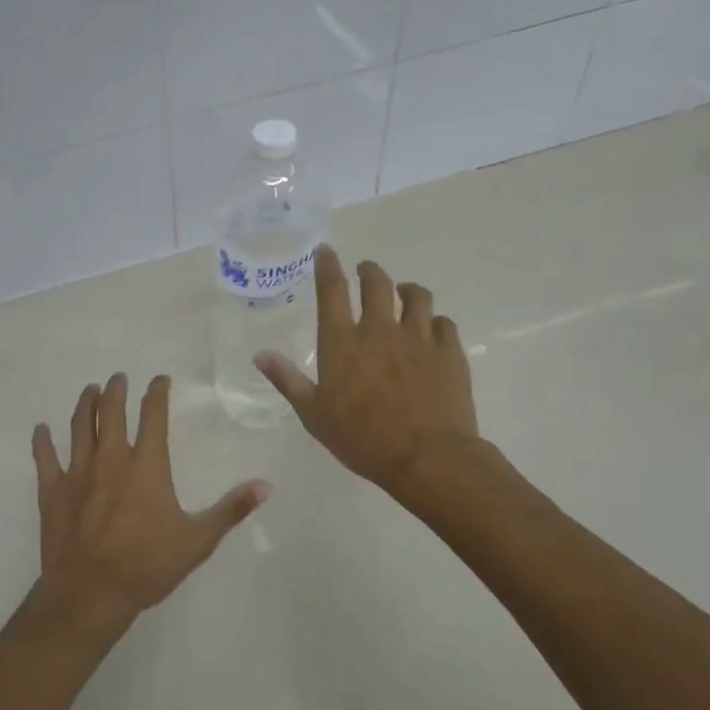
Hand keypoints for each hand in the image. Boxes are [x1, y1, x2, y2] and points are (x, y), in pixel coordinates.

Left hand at [31, 373, 268, 634]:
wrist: (91, 592)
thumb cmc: (147, 565)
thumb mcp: (198, 541)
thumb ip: (231, 510)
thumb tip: (265, 485)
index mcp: (146, 465)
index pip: (153, 415)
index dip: (157, 393)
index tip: (159, 379)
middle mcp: (111, 458)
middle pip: (111, 412)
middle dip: (116, 390)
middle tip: (118, 378)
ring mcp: (78, 472)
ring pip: (80, 427)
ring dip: (85, 405)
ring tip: (89, 391)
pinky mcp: (53, 490)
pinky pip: (45, 458)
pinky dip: (43, 441)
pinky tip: (41, 429)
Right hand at [256, 246, 482, 503]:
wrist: (428, 458)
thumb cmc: (362, 439)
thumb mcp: (314, 414)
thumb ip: (287, 380)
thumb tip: (260, 355)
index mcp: (343, 342)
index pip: (332, 291)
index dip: (328, 266)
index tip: (327, 251)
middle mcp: (380, 330)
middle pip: (376, 283)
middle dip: (369, 271)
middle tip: (366, 271)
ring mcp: (418, 338)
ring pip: (416, 296)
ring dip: (407, 290)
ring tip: (404, 293)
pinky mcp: (449, 352)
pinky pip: (444, 323)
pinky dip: (436, 322)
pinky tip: (433, 329)